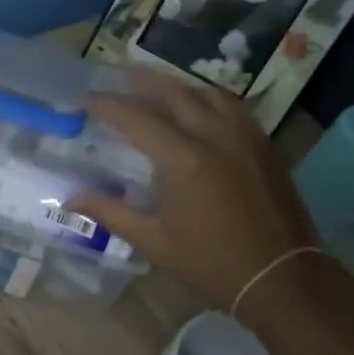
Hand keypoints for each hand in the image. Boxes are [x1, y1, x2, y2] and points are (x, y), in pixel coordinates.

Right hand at [70, 76, 318, 314]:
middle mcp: (215, 137)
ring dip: (180, 86)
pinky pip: (235, 109)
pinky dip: (211, 100)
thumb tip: (71, 197)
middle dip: (145, 82)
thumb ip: (110, 212)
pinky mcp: (266, 147)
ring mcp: (246, 138)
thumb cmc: (211, 262)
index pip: (138, 119)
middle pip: (176, 94)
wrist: (281, 278)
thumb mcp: (153, 241)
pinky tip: (203, 110)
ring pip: (210, 94)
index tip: (88, 99)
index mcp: (184, 160)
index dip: (109, 106)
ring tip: (161, 88)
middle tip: (121, 76)